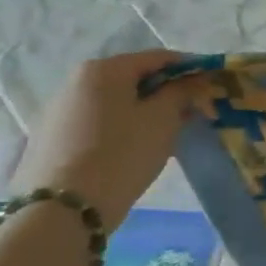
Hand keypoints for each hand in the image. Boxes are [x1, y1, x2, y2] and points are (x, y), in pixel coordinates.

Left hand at [9, 50, 202, 228]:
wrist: (64, 207)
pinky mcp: (52, 137)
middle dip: (167, 91)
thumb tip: (191, 80)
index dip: (191, 67)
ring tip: (167, 133)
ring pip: (116, 101)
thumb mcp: (163, 119)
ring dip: (145, 109)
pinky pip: (99, 120)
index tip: (213, 84)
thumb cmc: (122, 153)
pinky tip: (135, 148)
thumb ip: (181, 93)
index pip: (158, 57)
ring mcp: (59, 110)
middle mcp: (75, 82)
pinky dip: (123, 125)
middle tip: (194, 111)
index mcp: (103, 70)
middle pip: (134, 78)